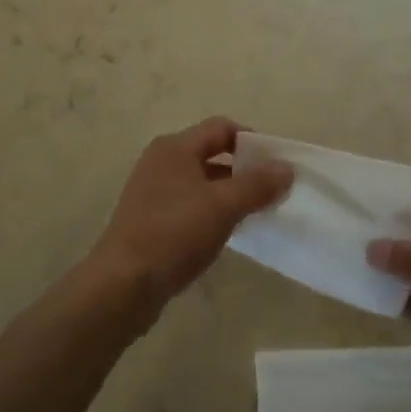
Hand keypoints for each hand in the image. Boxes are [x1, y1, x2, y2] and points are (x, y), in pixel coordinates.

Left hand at [88, 117, 291, 325]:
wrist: (123, 283)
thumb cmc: (174, 233)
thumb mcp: (223, 205)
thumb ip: (257, 184)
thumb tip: (286, 168)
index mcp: (175, 147)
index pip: (222, 128)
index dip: (252, 141)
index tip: (277, 165)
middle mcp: (161, 161)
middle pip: (211, 153)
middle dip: (243, 169)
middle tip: (272, 191)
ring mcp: (152, 191)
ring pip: (201, 182)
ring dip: (228, 193)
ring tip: (255, 214)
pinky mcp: (150, 219)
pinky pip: (189, 205)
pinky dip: (211, 212)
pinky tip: (226, 233)